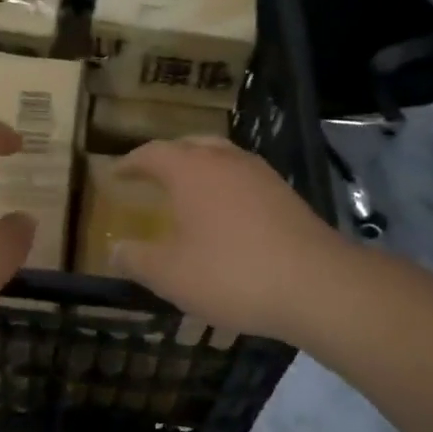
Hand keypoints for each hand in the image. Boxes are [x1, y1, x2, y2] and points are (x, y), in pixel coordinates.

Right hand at [111, 138, 344, 342]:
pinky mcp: (286, 195)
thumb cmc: (231, 274)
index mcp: (191, 171)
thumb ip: (136, 260)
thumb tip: (115, 250)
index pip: (152, 154)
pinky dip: (225, 186)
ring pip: (222, 158)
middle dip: (167, 158)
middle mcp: (226, 161)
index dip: (130, 163)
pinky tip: (225, 214)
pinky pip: (243, 179)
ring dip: (199, 168)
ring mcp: (261, 175)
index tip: (115, 174)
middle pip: (190, 145)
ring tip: (187, 192)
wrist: (317, 286)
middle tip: (150, 175)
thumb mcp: (170, 275)